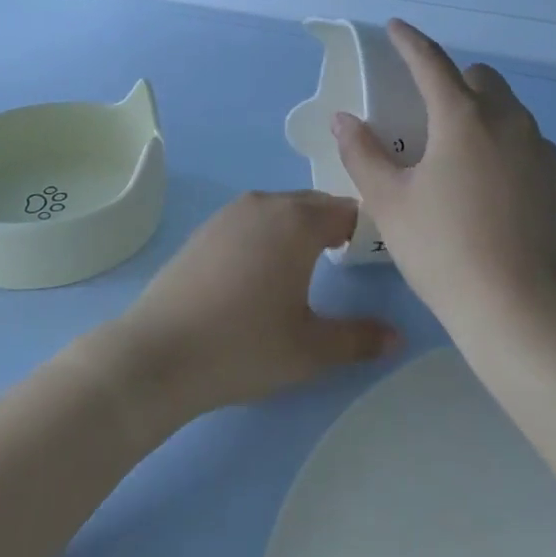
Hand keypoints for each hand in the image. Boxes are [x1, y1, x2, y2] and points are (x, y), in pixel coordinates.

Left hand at [105, 191, 399, 424]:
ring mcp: (231, 213)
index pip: (348, 209)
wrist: (158, 353)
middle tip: (343, 266)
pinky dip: (267, 236)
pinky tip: (259, 275)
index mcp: (298, 221)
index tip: (371, 260)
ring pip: (281, 210)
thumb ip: (359, 339)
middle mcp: (267, 203)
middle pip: (314, 205)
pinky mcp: (206, 228)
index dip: (365, 231)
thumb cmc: (244, 345)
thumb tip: (397, 336)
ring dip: (299, 230)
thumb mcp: (310, 350)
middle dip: (333, 227)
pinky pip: (252, 221)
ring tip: (304, 271)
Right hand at [332, 20, 555, 339]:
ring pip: (506, 107)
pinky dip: (501, 140)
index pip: (431, 61)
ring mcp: (538, 147)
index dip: (409, 41)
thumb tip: (344, 119)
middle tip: (425, 109)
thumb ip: (363, 154)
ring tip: (455, 148)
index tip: (395, 28)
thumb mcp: (390, 203)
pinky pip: (524, 138)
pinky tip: (486, 181)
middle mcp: (506, 119)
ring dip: (479, 108)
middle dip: (451, 79)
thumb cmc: (445, 250)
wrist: (523, 309)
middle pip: (478, 78)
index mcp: (462, 116)